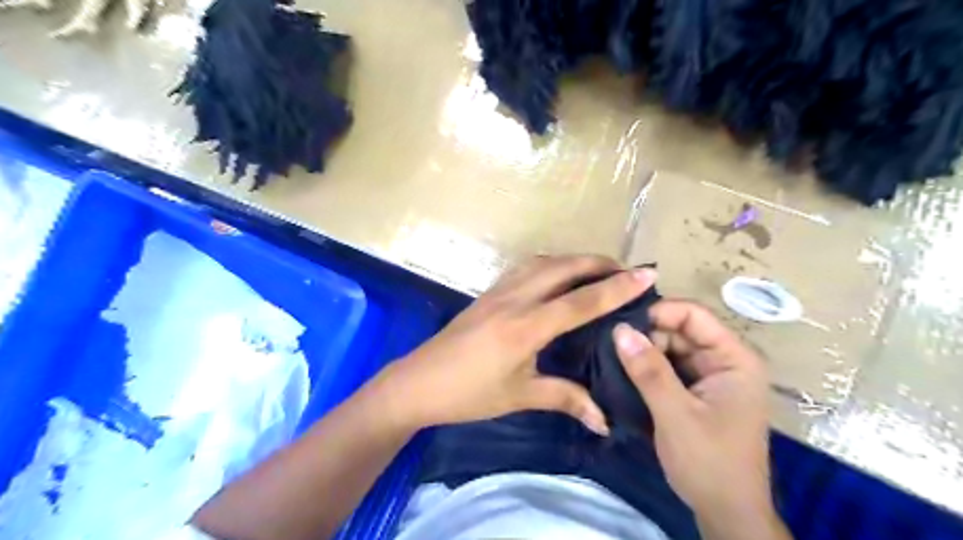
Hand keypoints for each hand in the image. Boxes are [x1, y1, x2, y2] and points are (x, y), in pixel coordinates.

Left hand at [369, 255, 653, 437]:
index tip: (646, 274)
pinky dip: (550, 265)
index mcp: (526, 327)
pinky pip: (525, 268)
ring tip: (597, 270)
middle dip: (598, 263)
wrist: (417, 382)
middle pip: (563, 268)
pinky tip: (557, 277)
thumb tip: (604, 420)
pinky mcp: (487, 293)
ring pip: (543, 262)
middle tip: (626, 271)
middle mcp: (514, 299)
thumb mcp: (519, 396)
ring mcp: (498, 292)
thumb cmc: (468, 394)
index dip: (616, 288)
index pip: (580, 301)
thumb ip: (565, 399)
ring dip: (573, 261)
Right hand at [612, 302, 776, 532]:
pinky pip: (668, 367)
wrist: (726, 513)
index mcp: (734, 359)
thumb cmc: (709, 463)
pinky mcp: (696, 391)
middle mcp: (724, 361)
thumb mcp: (675, 414)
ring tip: (610, 355)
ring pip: (670, 348)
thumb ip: (649, 370)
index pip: (694, 315)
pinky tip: (623, 370)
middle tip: (610, 343)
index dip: (658, 312)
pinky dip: (647, 368)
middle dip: (646, 334)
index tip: (621, 323)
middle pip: (680, 330)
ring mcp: (709, 376)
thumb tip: (619, 329)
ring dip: (643, 351)